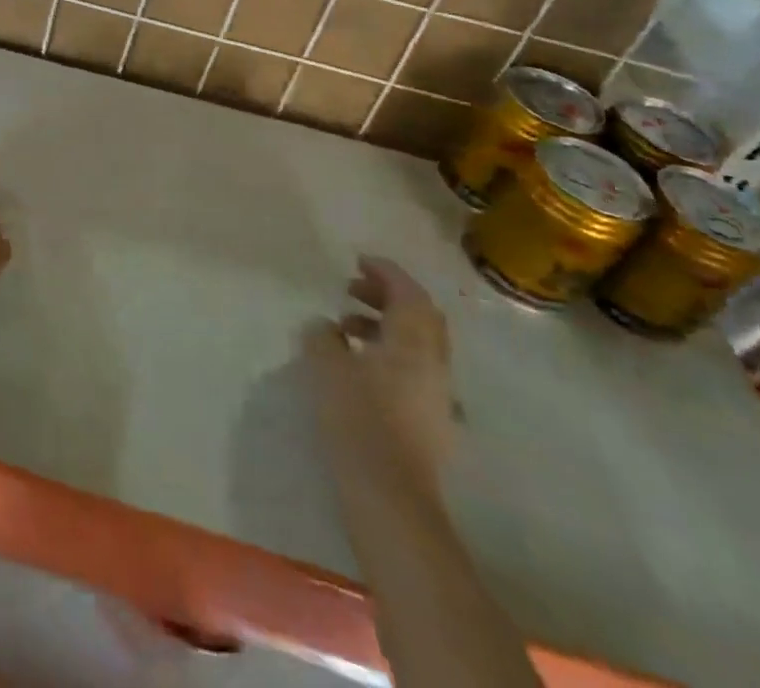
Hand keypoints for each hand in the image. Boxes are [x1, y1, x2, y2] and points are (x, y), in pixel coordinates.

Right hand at [303, 256, 456, 495]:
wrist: (392, 499)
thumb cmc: (359, 421)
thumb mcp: (328, 369)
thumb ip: (323, 338)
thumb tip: (324, 325)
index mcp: (413, 344)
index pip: (409, 295)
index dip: (386, 273)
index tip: (359, 260)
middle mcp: (433, 365)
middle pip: (420, 318)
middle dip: (388, 297)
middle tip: (351, 288)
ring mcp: (436, 397)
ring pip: (416, 345)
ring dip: (384, 326)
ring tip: (345, 328)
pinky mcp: (430, 422)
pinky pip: (412, 370)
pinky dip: (387, 353)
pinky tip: (358, 367)